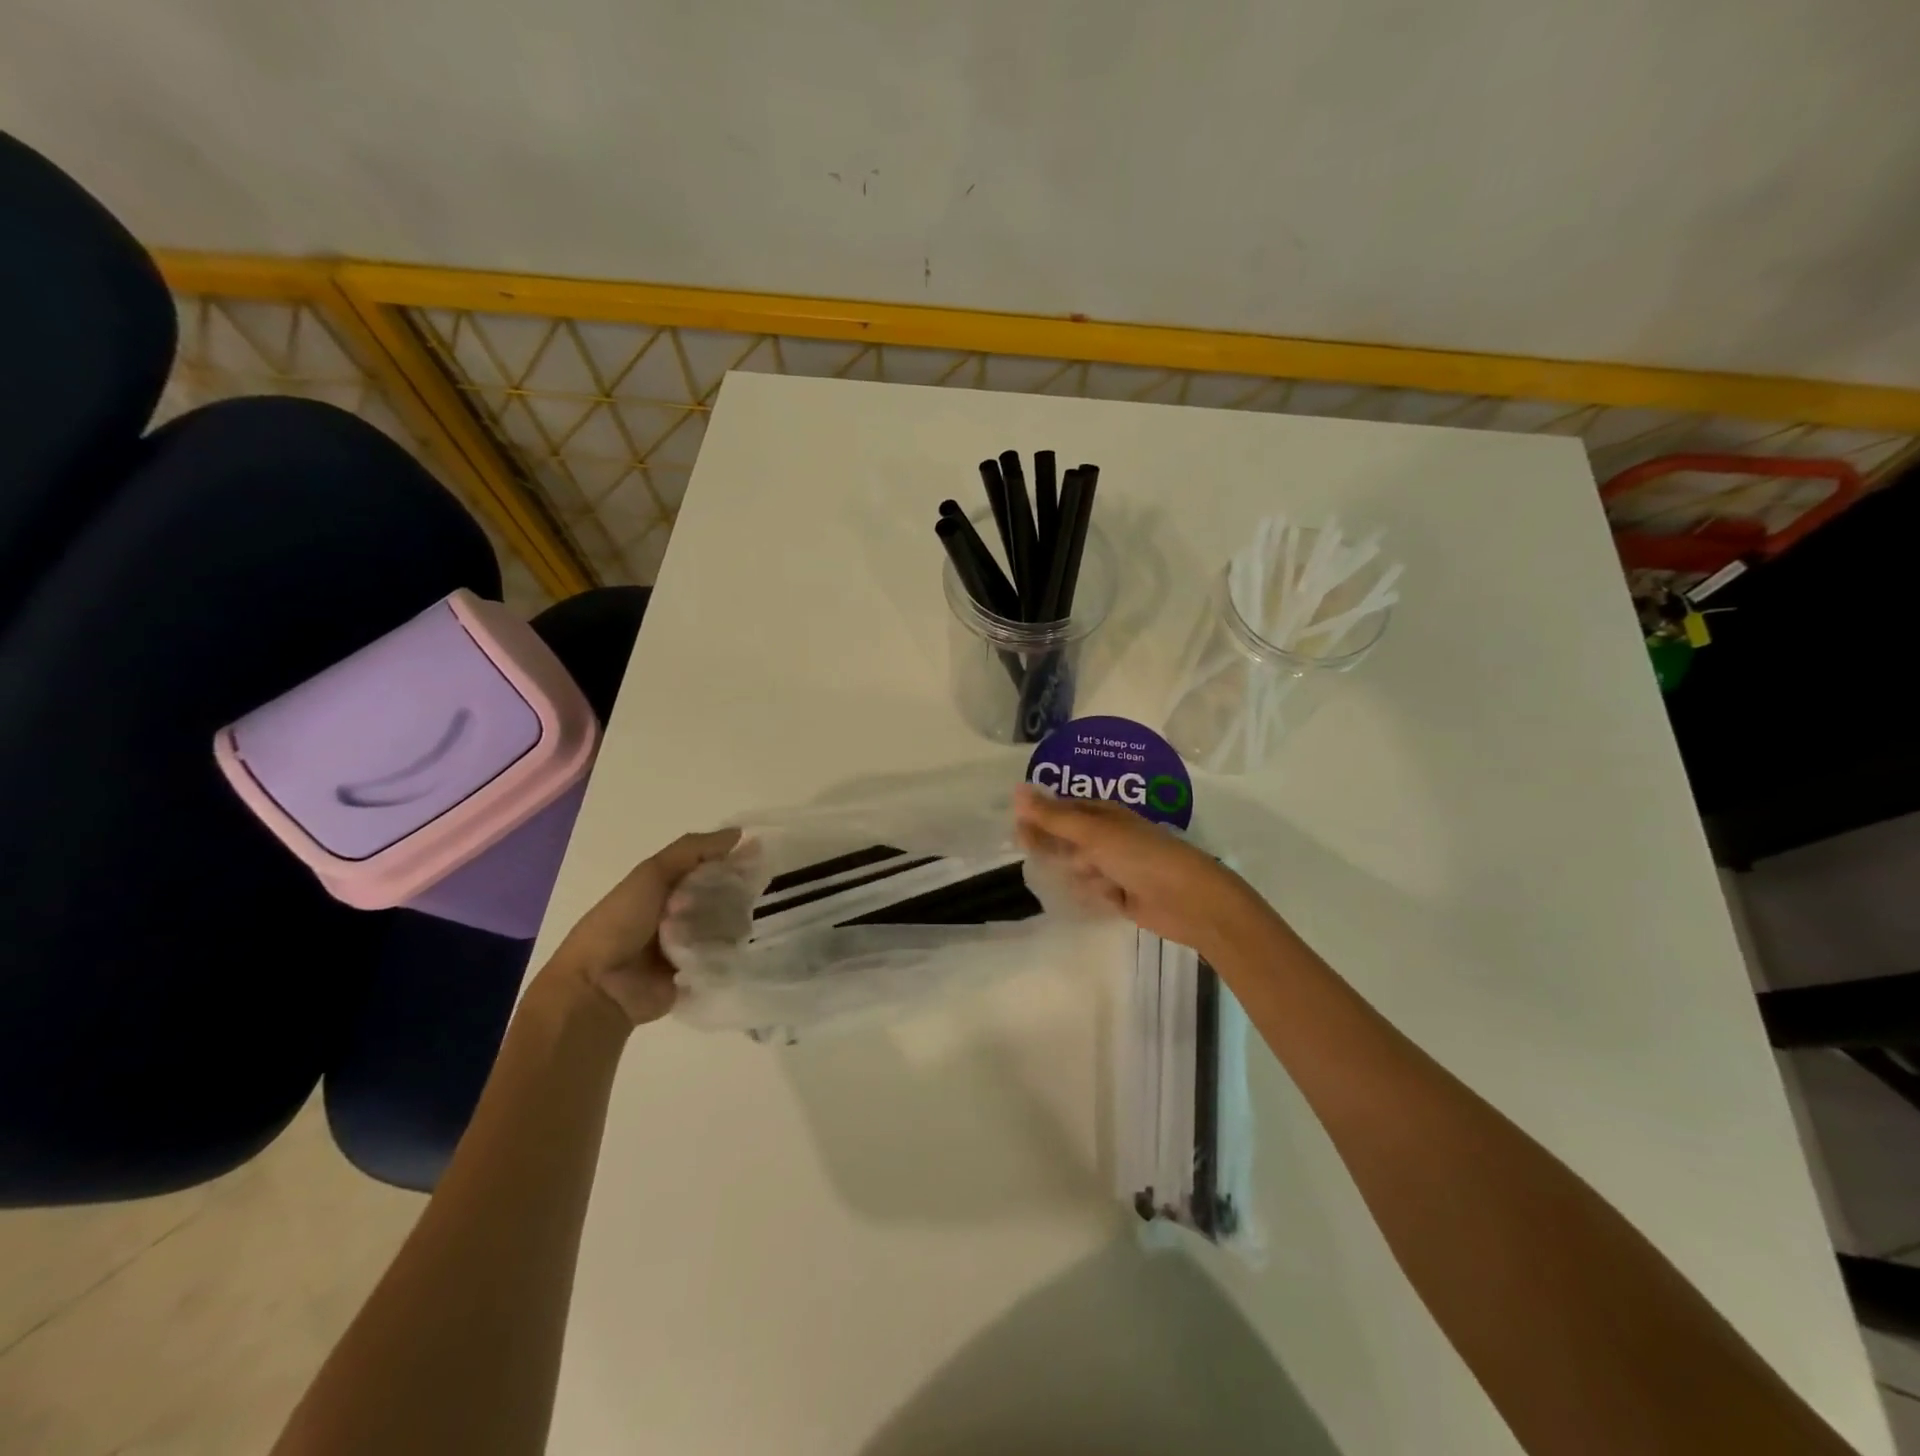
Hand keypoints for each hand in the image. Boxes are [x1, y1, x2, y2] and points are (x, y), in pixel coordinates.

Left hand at [550, 828, 741, 1026]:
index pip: (710, 866)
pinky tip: (745, 944)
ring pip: (729, 925)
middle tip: (757, 891)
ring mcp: (692, 945)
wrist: (599, 986)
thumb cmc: (621, 922)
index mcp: (667, 887)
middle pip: (723, 895)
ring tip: (747, 920)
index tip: (760, 854)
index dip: (732, 859)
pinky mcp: (700, 973)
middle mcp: (682, 913)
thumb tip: (740, 834)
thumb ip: (693, 850)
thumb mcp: (652, 873)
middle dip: (737, 892)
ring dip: (735, 921)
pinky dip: (734, 950)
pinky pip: (727, 956)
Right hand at [1014, 785, 1264, 953]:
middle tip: (1065, 859)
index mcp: (1103, 814)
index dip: (1038, 816)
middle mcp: (1106, 837)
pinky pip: (1090, 892)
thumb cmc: (1140, 856)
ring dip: (1081, 876)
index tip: (1017, 829)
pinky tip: (1108, 898)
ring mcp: (1113, 866)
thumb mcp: (1092, 833)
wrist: (1188, 900)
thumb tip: (1016, 790)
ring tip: (1102, 882)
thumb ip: (1053, 816)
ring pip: (1076, 869)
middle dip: (1058, 850)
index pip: (1061, 809)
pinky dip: (1094, 896)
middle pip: (1066, 840)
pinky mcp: (1118, 895)